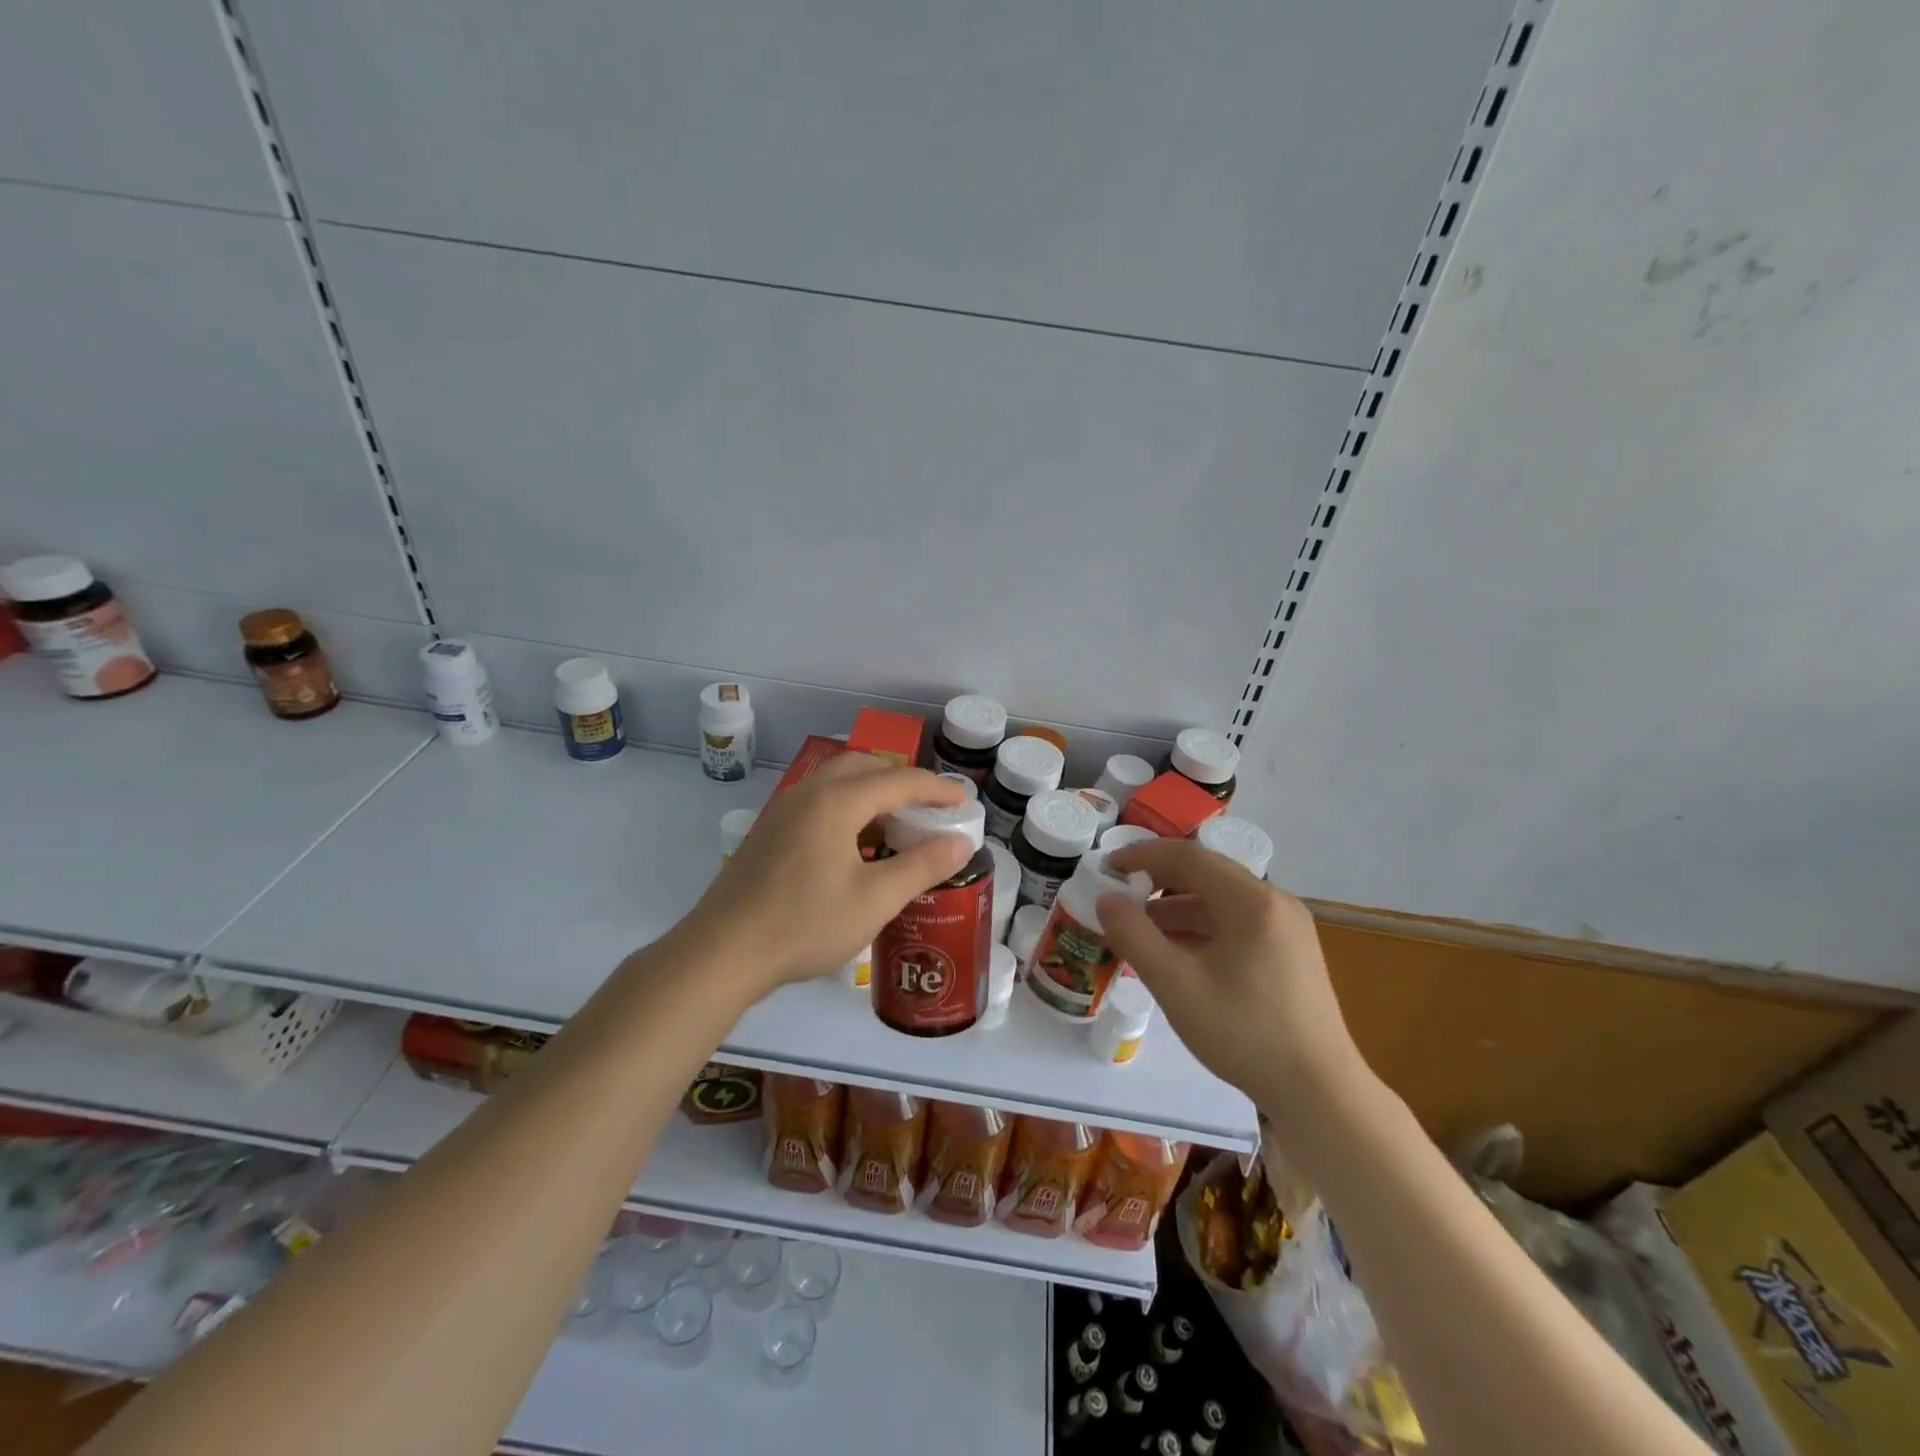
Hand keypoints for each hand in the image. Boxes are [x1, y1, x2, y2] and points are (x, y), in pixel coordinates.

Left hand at [682, 754, 972, 999]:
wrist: (723, 952)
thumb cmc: (805, 924)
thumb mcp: (875, 899)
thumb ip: (922, 866)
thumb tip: (961, 842)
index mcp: (837, 801)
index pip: (899, 780)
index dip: (937, 789)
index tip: (963, 803)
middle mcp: (809, 793)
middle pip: (864, 767)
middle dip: (901, 780)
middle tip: (928, 807)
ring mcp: (783, 810)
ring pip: (837, 781)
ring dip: (871, 791)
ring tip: (895, 823)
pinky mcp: (769, 831)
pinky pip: (818, 800)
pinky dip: (847, 806)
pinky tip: (854, 844)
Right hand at [1099, 839, 1360, 1100]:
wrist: (1320, 1094)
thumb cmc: (1244, 1033)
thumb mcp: (1176, 985)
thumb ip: (1134, 936)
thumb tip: (1106, 900)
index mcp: (1252, 901)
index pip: (1188, 857)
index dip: (1143, 855)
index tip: (1108, 867)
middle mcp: (1274, 903)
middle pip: (1206, 875)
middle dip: (1158, 882)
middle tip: (1119, 897)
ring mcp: (1287, 928)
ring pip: (1221, 901)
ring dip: (1177, 908)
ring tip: (1138, 930)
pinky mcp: (1290, 953)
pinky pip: (1236, 924)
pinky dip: (1201, 929)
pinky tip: (1175, 953)